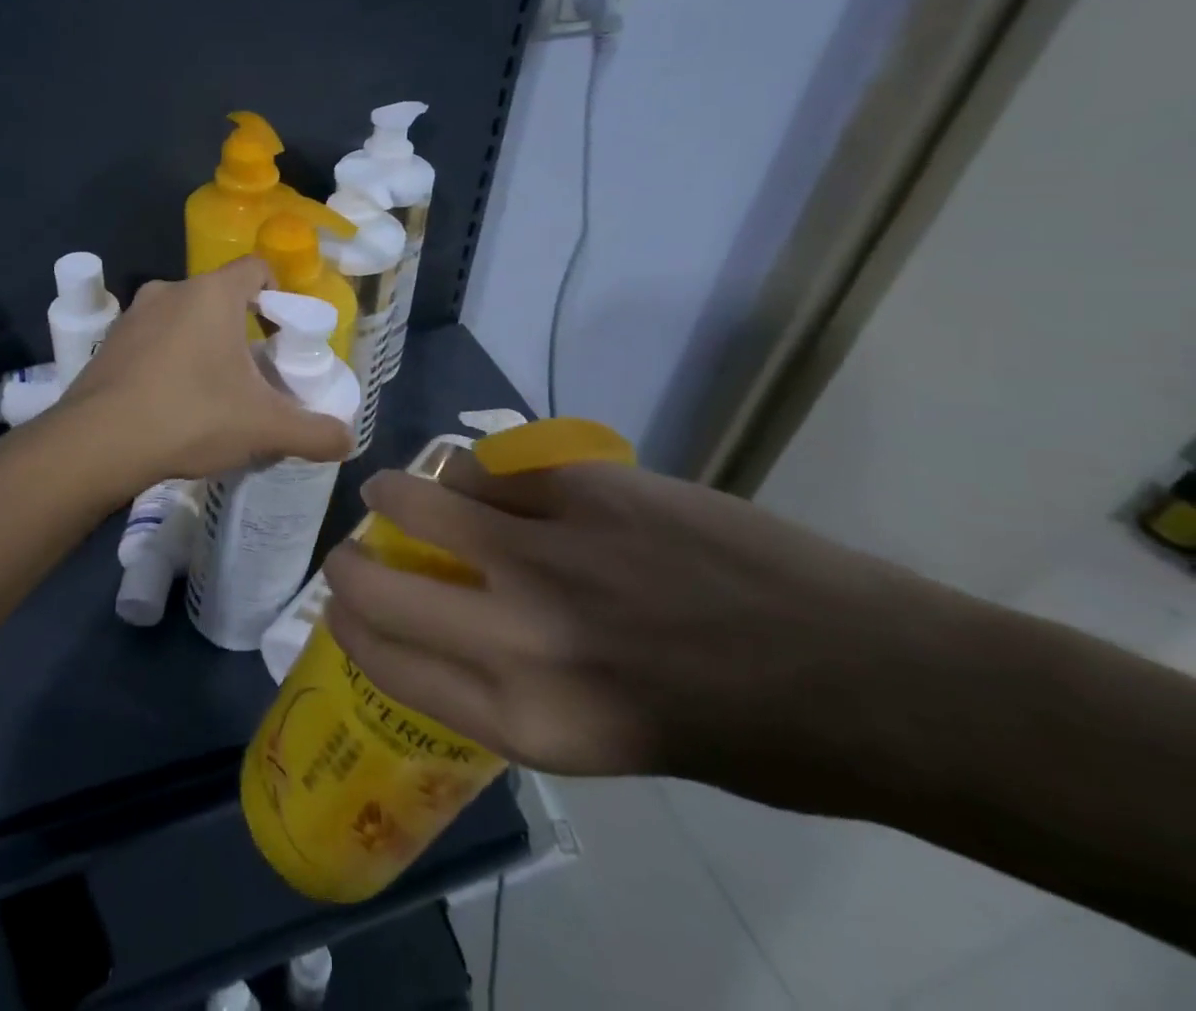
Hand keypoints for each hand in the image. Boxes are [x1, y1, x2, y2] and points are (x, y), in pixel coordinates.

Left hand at [54, 257, 352, 489]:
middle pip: (220, 297)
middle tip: (254, 372)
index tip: (284, 334)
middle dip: (241, 329)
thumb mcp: (263, 427)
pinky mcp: (109, 344)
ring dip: (203, 344)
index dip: (279, 295)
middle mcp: (170, 290)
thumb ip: (314, 433)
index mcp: (211, 294)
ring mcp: (133, 316)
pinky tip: (172, 403)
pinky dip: (169, 360)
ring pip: (183, 318)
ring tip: (213, 392)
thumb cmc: (190, 416)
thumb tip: (348, 442)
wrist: (97, 443)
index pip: (257, 269)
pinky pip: (152, 340)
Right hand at [323, 457, 974, 811]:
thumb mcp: (599, 742)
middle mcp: (519, 636)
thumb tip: (438, 619)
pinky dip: (476, 472)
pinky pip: (490, 465)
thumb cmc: (736, 736)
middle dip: (349, 561)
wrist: (866, 676)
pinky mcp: (586, 486)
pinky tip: (490, 480)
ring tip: (405, 492)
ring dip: (399, 493)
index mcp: (525, 721)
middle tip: (354, 548)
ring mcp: (551, 550)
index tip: (341, 602)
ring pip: (423, 496)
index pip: (384, 657)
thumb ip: (507, 684)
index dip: (347, 621)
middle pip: (376, 580)